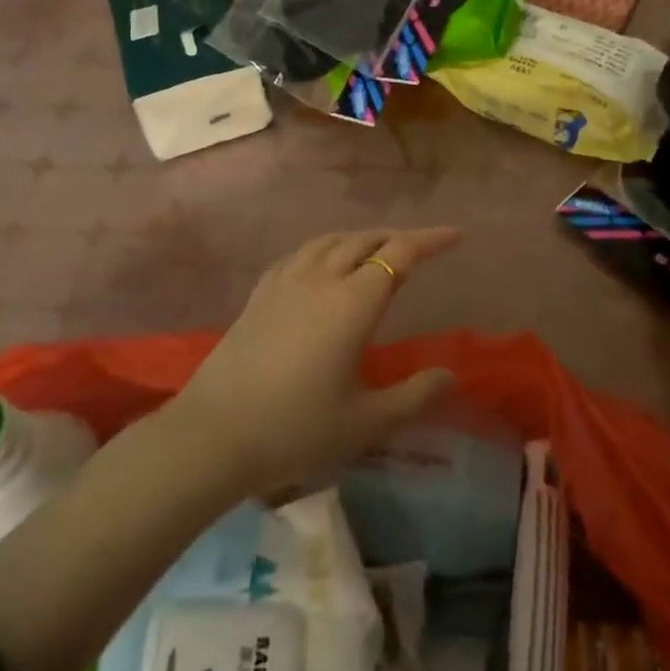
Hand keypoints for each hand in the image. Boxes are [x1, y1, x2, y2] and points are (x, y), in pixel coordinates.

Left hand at [169, 227, 460, 493]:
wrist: (213, 435)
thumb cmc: (296, 429)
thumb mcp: (365, 422)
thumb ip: (414, 397)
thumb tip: (451, 375)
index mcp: (352, 303)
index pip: (399, 254)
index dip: (430, 240)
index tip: (456, 235)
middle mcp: (320, 279)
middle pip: (364, 240)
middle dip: (396, 238)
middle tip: (419, 249)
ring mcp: (285, 282)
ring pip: (330, 241)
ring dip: (359, 239)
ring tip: (375, 251)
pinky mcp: (259, 294)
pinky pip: (300, 253)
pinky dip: (325, 248)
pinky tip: (322, 264)